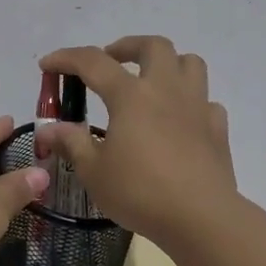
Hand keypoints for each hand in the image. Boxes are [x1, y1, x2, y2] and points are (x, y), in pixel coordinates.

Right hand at [36, 36, 236, 246]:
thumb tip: (48, 128)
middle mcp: (166, 90)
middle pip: (153, 46)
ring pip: (189, 63)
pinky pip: (206, 101)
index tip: (47, 64)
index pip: (93, 62)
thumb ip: (71, 143)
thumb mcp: (94, 171)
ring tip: (150, 81)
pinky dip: (190, 103)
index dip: (67, 58)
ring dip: (167, 63)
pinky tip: (179, 121)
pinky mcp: (217, 129)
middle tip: (110, 61)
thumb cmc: (140, 192)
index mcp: (131, 96)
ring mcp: (197, 107)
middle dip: (127, 46)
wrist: (201, 219)